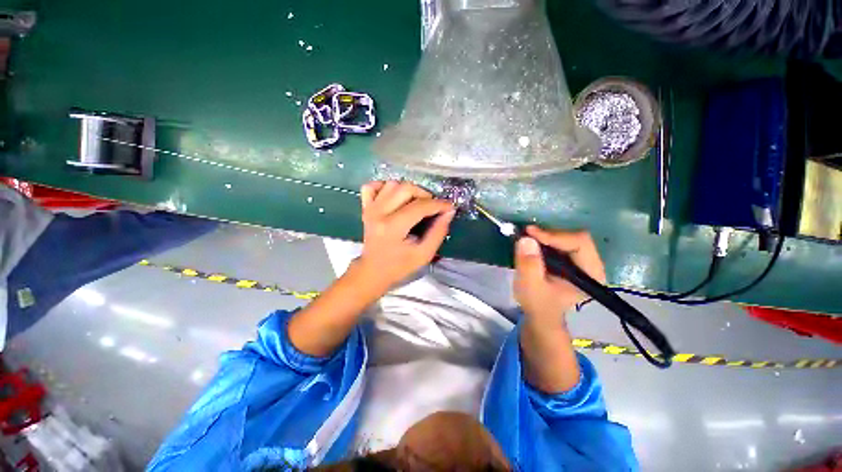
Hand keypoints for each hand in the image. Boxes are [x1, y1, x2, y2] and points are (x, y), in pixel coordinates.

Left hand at [355, 181, 454, 289]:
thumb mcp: (424, 254)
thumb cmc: (399, 266)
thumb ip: (438, 232)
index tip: (449, 207)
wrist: (372, 272)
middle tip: (432, 207)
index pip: (420, 206)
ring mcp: (370, 208)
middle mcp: (379, 213)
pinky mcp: (365, 208)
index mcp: (393, 227)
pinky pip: (372, 186)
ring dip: (408, 190)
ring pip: (392, 184)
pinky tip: (394, 196)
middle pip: (406, 188)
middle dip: (425, 195)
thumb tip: (449, 211)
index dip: (438, 204)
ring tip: (416, 203)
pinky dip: (385, 187)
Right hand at [514, 226, 605, 322]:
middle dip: (549, 234)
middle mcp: (592, 264)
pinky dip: (544, 239)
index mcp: (591, 274)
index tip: (530, 233)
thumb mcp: (530, 286)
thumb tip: (526, 239)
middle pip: (574, 237)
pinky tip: (532, 243)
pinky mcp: (571, 258)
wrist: (540, 313)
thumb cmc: (538, 303)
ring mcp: (582, 260)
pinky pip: (560, 241)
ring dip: (545, 236)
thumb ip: (529, 265)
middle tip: (526, 234)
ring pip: (567, 236)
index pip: (580, 243)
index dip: (555, 236)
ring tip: (526, 238)